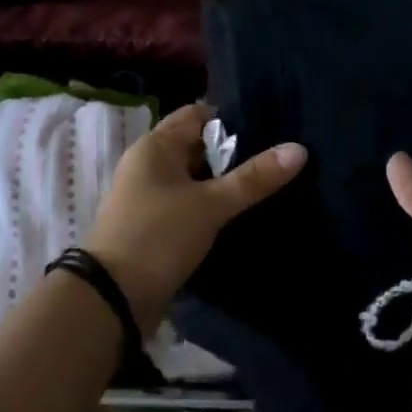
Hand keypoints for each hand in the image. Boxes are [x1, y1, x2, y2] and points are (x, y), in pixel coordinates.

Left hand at [87, 104, 306, 332]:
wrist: (113, 296)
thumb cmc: (159, 236)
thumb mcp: (211, 205)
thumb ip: (253, 178)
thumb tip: (299, 149)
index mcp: (155, 146)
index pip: (197, 115)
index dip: (231, 119)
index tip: (270, 129)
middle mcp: (148, 165)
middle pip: (197, 147)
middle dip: (233, 154)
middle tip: (278, 159)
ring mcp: (149, 197)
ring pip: (194, 180)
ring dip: (224, 184)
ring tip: (270, 186)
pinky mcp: (154, 226)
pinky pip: (188, 206)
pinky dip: (211, 207)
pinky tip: (241, 216)